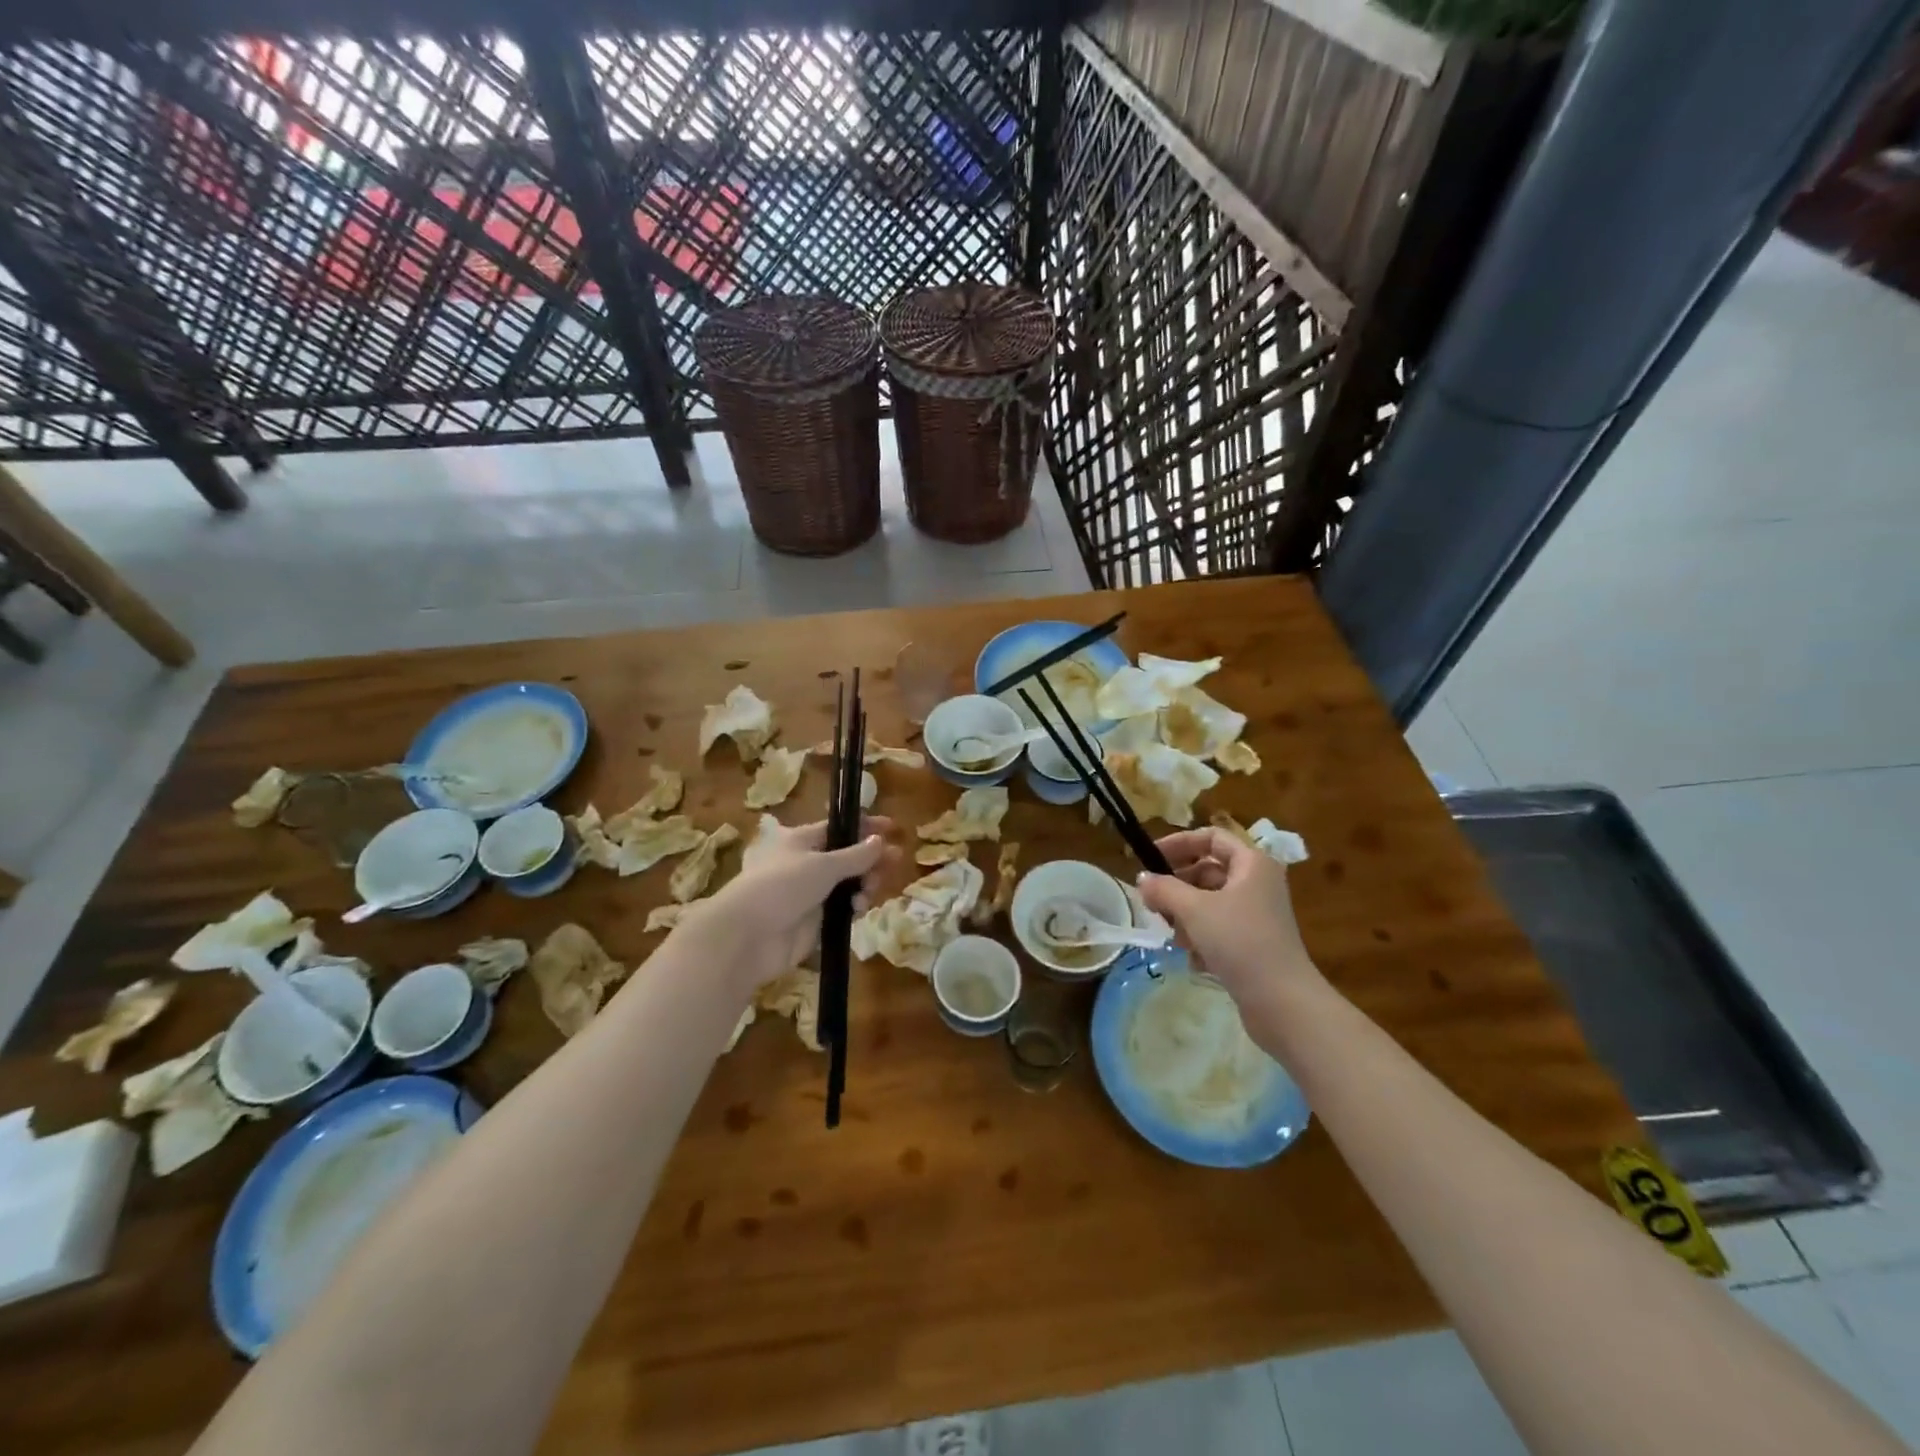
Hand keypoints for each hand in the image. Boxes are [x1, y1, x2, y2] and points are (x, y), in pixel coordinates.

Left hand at [681, 816, 895, 995]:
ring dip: (864, 885)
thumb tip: (879, 841)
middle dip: (871, 860)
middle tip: (894, 862)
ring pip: (849, 884)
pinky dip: (854, 907)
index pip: (839, 828)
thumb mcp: (823, 864)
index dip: (865, 828)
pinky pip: (843, 909)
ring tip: (870, 891)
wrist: (748, 937)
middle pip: (848, 858)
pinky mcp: (814, 922)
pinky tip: (858, 910)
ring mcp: (810, 894)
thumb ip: (856, 855)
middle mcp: (805, 864)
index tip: (892, 829)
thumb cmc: (782, 886)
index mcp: (801, 840)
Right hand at [1136, 827, 1325, 1015]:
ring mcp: (1256, 915)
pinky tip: (1193, 958)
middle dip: (1177, 886)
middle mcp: (1257, 884)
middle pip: (1207, 871)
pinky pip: (1218, 928)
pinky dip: (1201, 938)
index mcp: (1252, 864)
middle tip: (1153, 903)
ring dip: (1185, 915)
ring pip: (1209, 902)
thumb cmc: (1240, 942)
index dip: (1178, 843)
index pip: (1211, 838)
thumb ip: (1164, 888)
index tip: (1150, 859)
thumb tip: (1142, 879)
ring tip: (1172, 935)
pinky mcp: (1253, 943)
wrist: (1282, 1002)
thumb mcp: (1194, 910)